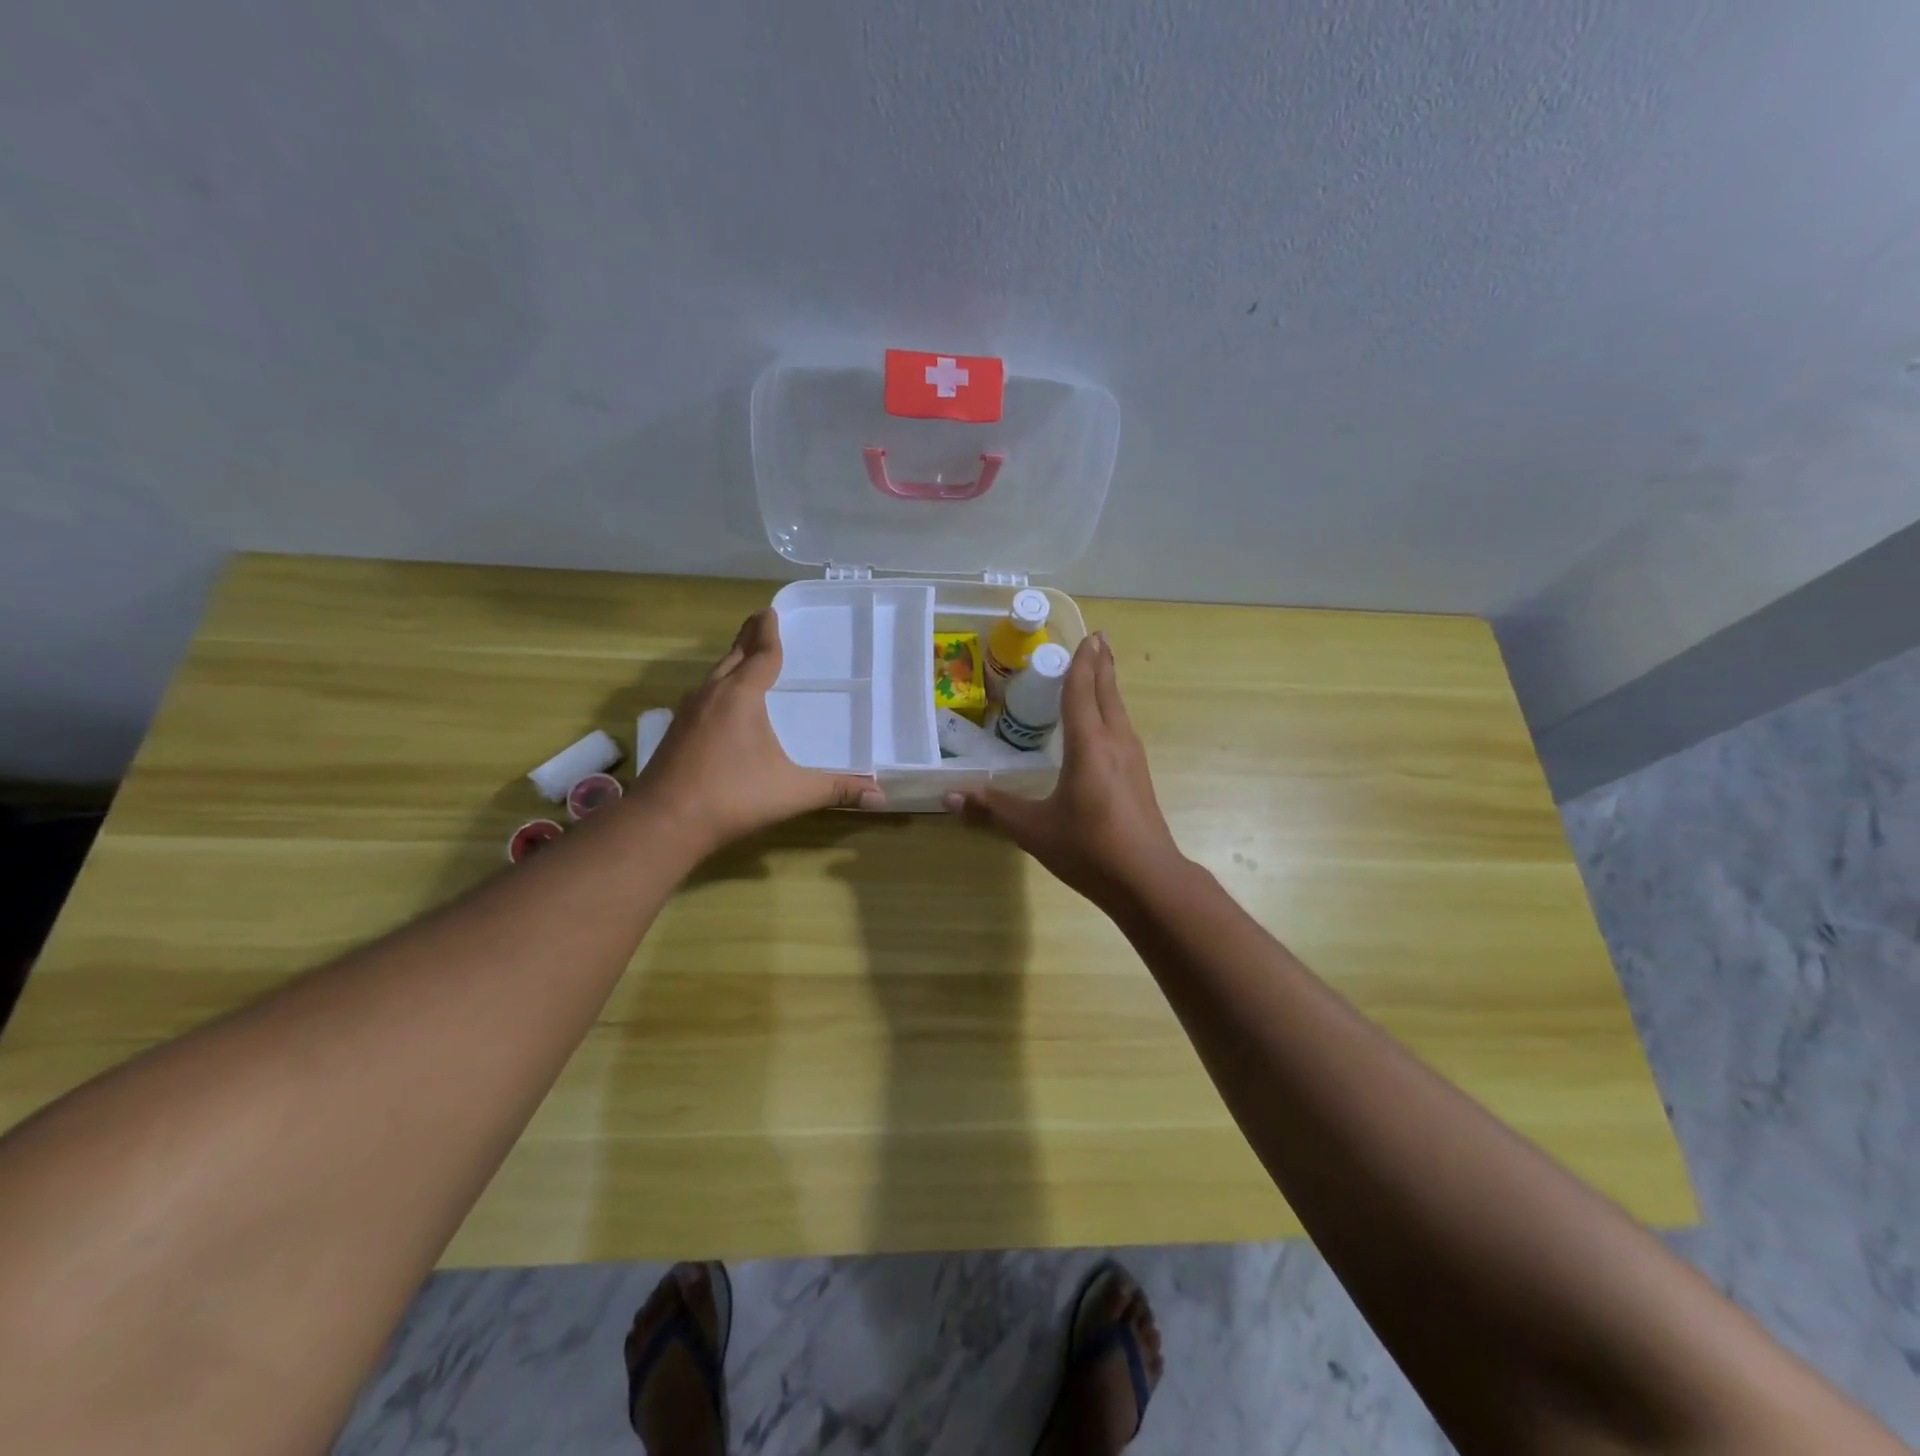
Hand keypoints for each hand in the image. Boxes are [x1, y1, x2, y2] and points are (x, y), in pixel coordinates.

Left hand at [636, 610, 882, 858]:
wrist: (664, 822)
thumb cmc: (733, 797)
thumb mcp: (793, 792)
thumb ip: (836, 790)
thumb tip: (880, 795)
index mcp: (741, 696)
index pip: (760, 654)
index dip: (768, 632)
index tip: (770, 611)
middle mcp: (712, 694)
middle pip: (732, 655)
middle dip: (747, 637)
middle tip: (760, 622)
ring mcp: (688, 712)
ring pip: (713, 675)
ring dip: (730, 662)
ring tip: (744, 658)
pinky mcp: (675, 732)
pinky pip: (702, 695)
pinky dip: (717, 687)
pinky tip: (721, 705)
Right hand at [945, 632, 1185, 910]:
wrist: (1148, 880)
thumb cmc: (1089, 849)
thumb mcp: (1033, 829)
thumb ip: (993, 808)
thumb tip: (949, 796)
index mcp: (1090, 745)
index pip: (1082, 692)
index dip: (1081, 663)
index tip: (1086, 636)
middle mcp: (1115, 742)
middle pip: (1108, 693)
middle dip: (1101, 664)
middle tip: (1097, 638)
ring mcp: (1133, 759)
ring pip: (1120, 710)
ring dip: (1109, 686)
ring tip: (1101, 669)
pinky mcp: (1139, 776)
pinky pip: (1123, 728)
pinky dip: (1113, 710)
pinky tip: (1107, 722)